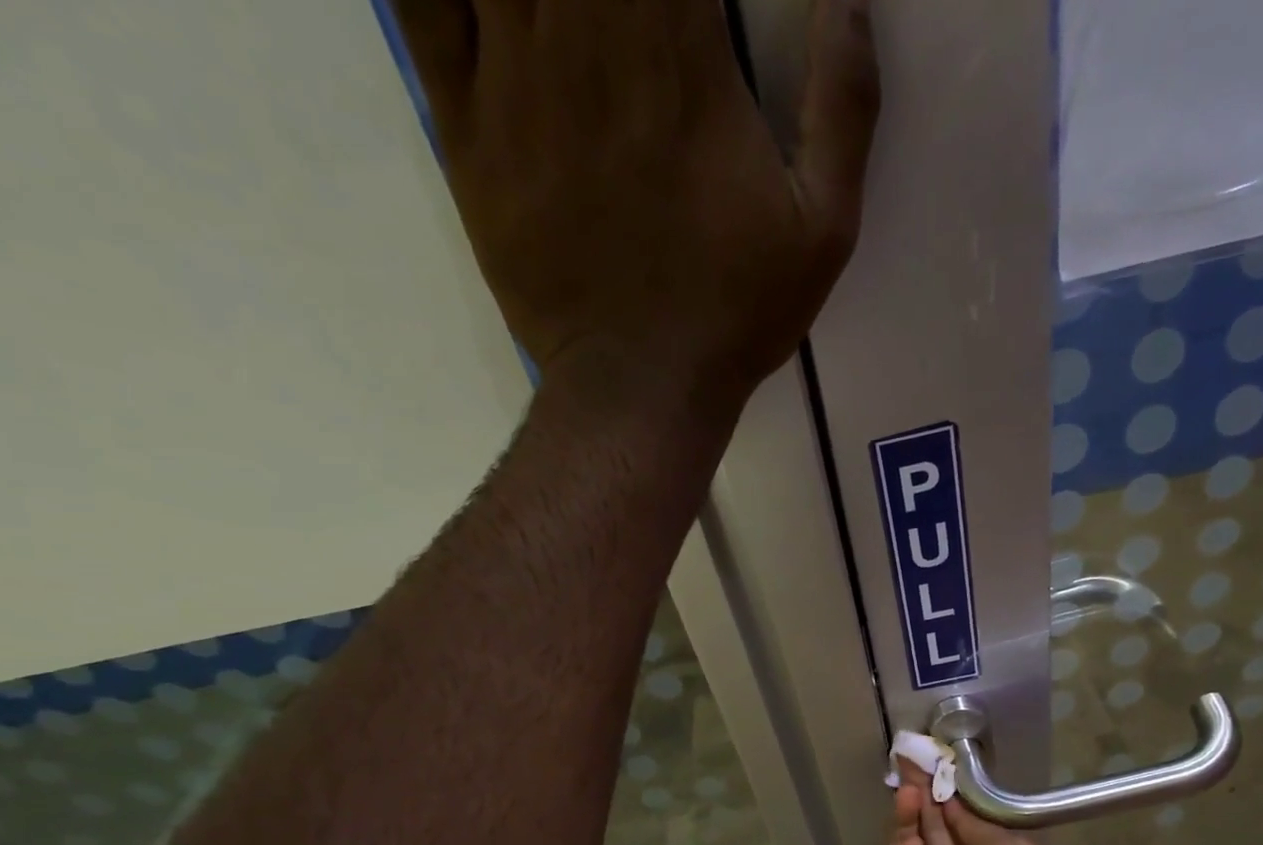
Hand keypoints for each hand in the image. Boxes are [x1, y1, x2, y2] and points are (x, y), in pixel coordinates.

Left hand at [392, 0, 878, 403]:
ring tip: (571, 18)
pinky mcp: (466, 129)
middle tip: (630, 14)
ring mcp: (511, 77)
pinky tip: (491, 6)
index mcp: (677, 50)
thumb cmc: (734, 313)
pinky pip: (420, 1)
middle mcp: (583, 34)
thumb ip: (842, 105)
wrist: (640, 388)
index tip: (691, 2)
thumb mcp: (823, 229)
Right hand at [880, 763, 1085, 844]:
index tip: (932, 759)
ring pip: (909, 840)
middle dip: (922, 791)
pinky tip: (910, 836)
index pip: (957, 816)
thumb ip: (972, 822)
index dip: (945, 789)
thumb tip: (950, 796)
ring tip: (909, 787)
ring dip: (909, 813)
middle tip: (908, 758)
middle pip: (931, 823)